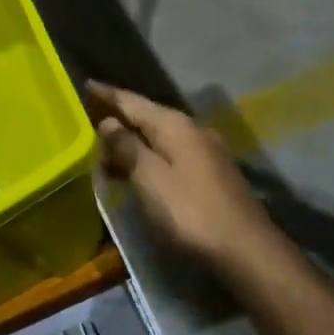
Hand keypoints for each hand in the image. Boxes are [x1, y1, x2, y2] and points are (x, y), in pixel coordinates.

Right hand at [88, 83, 283, 276]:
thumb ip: (126, 146)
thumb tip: (109, 122)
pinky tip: (137, 171)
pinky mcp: (212, 174)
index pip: (133, 101)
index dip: (108, 94)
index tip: (86, 83)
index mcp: (175, 125)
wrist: (247, 251)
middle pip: (148, 117)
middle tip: (89, 121)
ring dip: (133, 142)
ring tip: (105, 151)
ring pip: (160, 138)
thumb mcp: (149, 177)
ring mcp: (207, 152)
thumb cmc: (190, 211)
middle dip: (119, 119)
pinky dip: (149, 158)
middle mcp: (193, 130)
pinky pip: (171, 155)